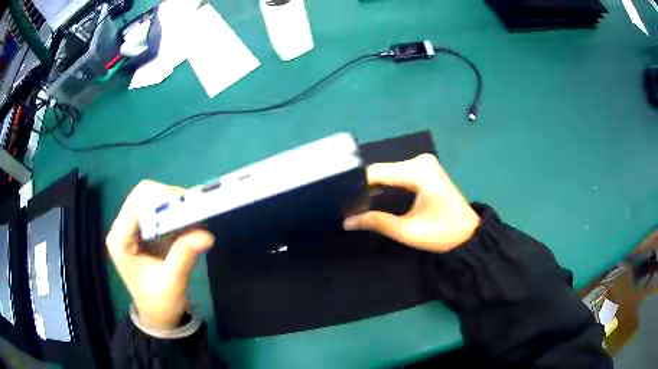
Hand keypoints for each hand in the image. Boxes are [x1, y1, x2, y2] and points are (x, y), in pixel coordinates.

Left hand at [106, 180, 213, 329]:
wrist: (157, 317)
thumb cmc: (160, 304)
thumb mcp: (172, 282)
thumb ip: (184, 255)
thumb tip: (206, 234)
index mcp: (120, 240)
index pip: (137, 202)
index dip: (161, 198)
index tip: (188, 206)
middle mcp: (122, 228)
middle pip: (142, 194)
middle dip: (167, 197)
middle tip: (191, 209)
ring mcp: (130, 228)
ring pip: (149, 198)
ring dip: (171, 203)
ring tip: (191, 215)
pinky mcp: (141, 231)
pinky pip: (156, 210)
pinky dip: (172, 211)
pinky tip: (185, 222)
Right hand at [343, 154, 479, 252]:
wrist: (468, 233)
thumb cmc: (443, 234)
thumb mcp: (408, 231)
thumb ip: (377, 222)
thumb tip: (347, 220)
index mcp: (420, 172)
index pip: (378, 172)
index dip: (357, 185)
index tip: (341, 199)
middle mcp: (421, 161)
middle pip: (382, 170)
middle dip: (363, 186)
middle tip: (346, 204)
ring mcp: (424, 162)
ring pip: (387, 171)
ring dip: (373, 185)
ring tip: (355, 201)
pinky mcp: (424, 168)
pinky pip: (396, 172)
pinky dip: (385, 183)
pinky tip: (373, 195)